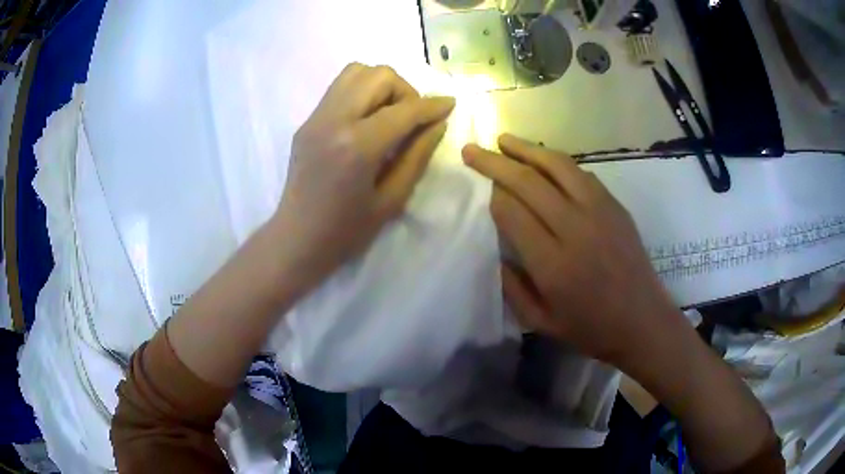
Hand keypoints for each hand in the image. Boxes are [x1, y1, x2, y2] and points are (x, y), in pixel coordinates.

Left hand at [271, 63, 454, 291]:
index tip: (450, 105)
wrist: (296, 239)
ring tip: (389, 114)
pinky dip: (362, 92)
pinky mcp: (307, 121)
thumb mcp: (392, 200)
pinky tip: (368, 120)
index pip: (404, 110)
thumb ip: (418, 155)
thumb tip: (437, 123)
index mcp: (356, 146)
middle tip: (411, 118)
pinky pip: (340, 88)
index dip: (433, 105)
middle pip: (378, 75)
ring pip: (356, 72)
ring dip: (381, 85)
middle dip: (405, 90)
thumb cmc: (346, 231)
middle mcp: (333, 120)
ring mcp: (316, 117)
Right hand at [462, 134, 679, 367]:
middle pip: (528, 182)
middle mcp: (575, 228)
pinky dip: (558, 162)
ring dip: (527, 149)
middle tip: (472, 150)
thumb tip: (498, 251)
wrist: (643, 322)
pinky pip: (581, 174)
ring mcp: (599, 212)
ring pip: (557, 166)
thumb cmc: (591, 329)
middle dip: (495, 162)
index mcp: (552, 263)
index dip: (492, 195)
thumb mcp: (540, 322)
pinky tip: (545, 160)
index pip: (511, 212)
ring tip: (504, 140)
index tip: (481, 189)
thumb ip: (512, 287)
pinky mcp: (615, 206)